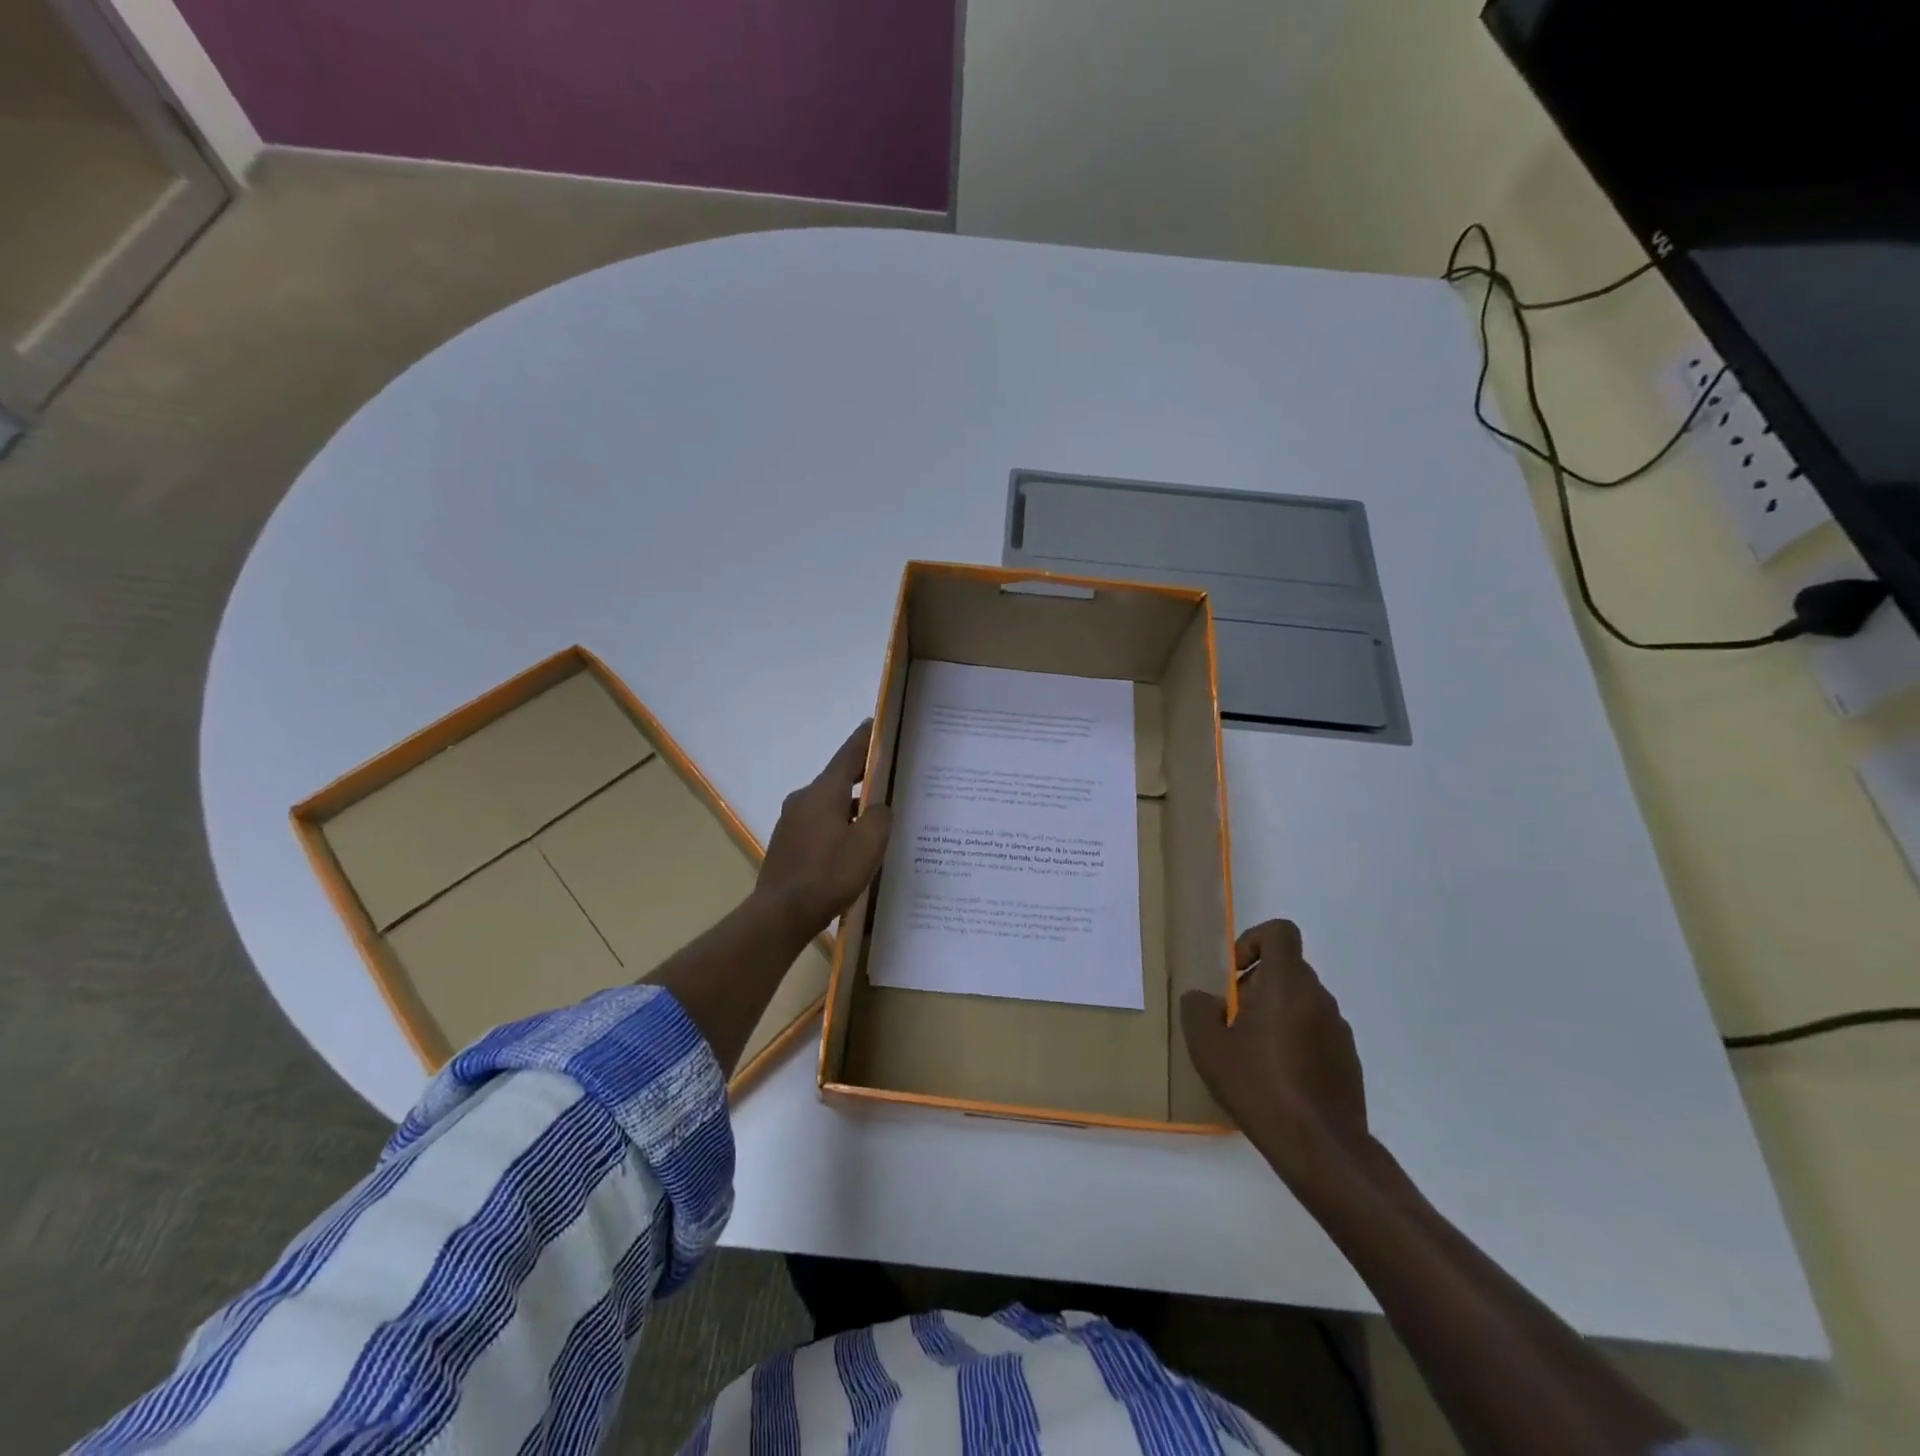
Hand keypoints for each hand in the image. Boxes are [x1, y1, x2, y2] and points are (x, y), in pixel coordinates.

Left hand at [755, 721, 891, 939]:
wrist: (781, 914)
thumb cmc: (829, 874)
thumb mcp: (869, 843)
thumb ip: (880, 816)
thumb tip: (878, 808)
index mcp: (823, 791)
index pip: (849, 754)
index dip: (865, 738)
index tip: (877, 723)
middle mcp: (803, 799)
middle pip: (838, 779)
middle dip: (863, 776)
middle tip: (890, 775)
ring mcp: (791, 822)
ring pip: (829, 804)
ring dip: (851, 806)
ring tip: (877, 816)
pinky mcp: (788, 844)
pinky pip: (820, 824)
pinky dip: (838, 825)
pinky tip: (853, 844)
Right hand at [1180, 919, 1368, 1182]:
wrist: (1321, 1147)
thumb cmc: (1259, 1086)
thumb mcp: (1207, 1046)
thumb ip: (1197, 1009)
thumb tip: (1207, 1000)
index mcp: (1286, 984)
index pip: (1280, 932)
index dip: (1254, 941)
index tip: (1235, 974)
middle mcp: (1318, 998)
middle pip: (1286, 969)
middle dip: (1255, 986)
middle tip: (1233, 1022)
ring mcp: (1338, 1029)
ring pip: (1300, 1002)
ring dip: (1274, 1015)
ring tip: (1252, 1055)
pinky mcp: (1348, 1060)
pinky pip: (1315, 1032)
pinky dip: (1295, 1041)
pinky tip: (1277, 1079)